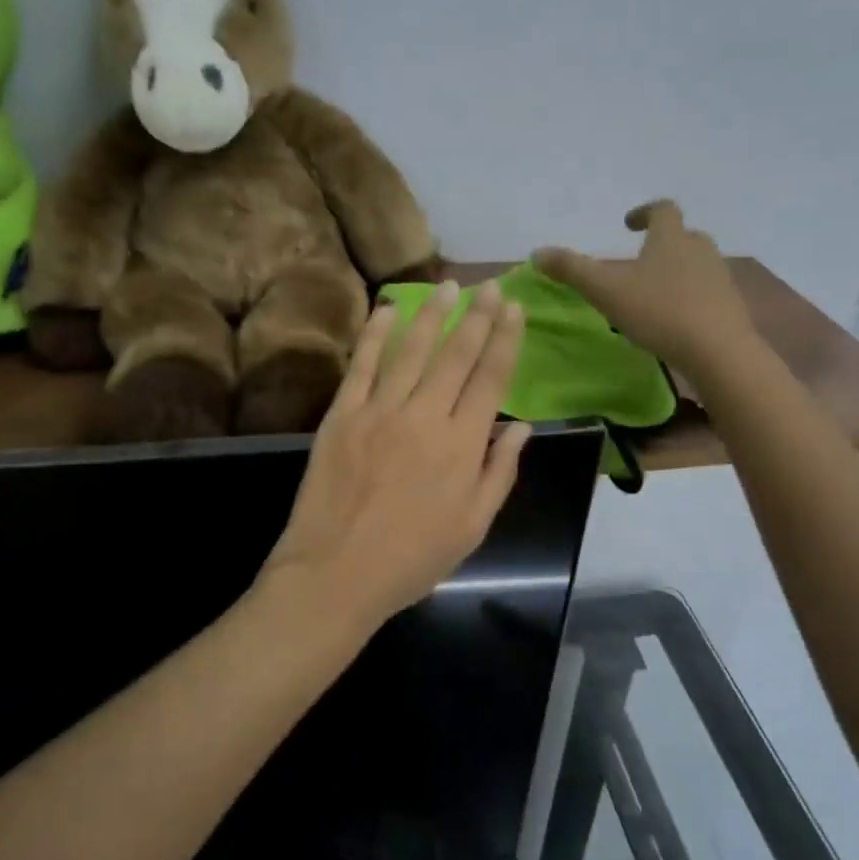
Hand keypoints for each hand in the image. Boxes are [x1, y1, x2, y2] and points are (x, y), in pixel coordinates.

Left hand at [260, 279, 531, 632]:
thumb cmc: (411, 559)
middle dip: (478, 316)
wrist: (335, 574)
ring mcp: (379, 411)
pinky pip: (362, 365)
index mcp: (462, 445)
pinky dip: (375, 334)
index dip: (505, 339)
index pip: (491, 378)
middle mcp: (424, 416)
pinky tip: (387, 308)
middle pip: (456, 355)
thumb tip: (523, 427)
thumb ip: (500, 473)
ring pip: (411, 350)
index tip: (514, 308)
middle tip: (490, 286)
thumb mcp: (472, 528)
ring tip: (448, 286)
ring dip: (432, 314)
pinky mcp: (342, 415)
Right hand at [533, 200, 756, 369]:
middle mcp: (700, 250)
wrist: (718, 351)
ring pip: (698, 264)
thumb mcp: (606, 291)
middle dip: (664, 242)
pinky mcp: (730, 306)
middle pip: (685, 235)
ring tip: (655, 292)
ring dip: (678, 270)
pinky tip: (675, 319)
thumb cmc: (659, 312)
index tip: (628, 224)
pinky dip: (691, 296)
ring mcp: (720, 278)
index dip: (644, 212)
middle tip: (642, 259)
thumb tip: (538, 252)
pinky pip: (708, 291)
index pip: (663, 209)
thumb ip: (572, 270)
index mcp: (671, 239)